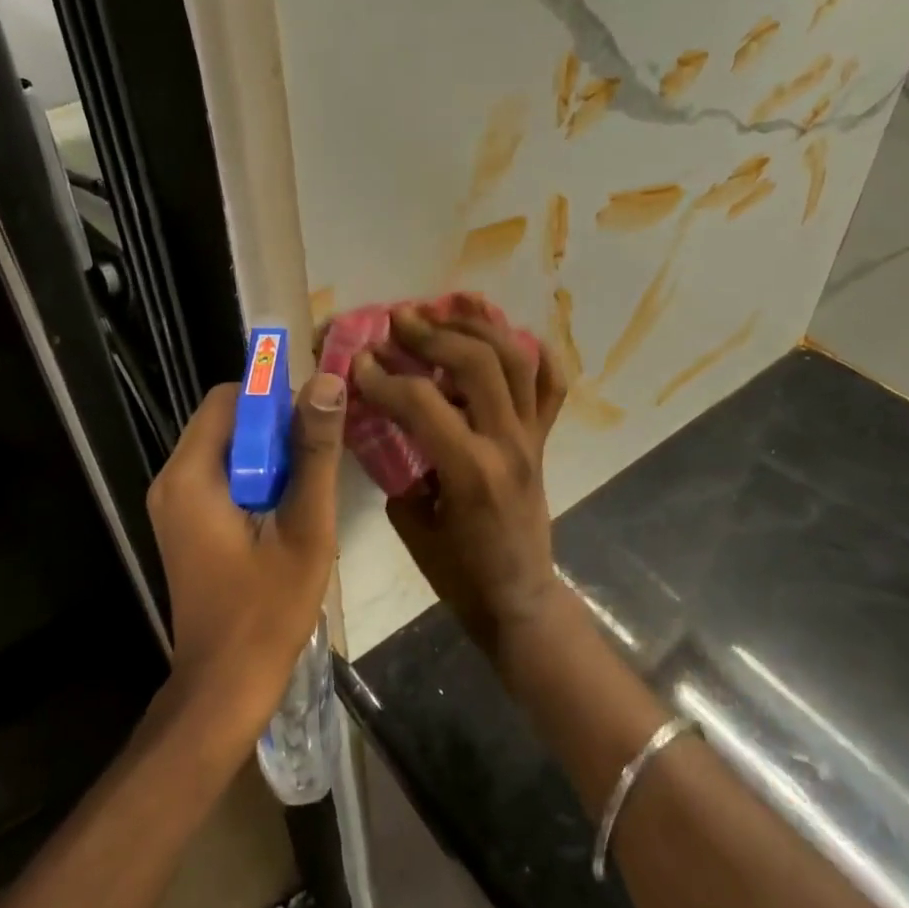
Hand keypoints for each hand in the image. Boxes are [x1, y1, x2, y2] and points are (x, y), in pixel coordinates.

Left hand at [146, 373, 347, 738]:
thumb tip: (327, 382)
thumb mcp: (305, 527)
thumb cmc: (267, 610)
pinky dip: (253, 475)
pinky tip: (283, 507)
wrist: (225, 685)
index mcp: (191, 476)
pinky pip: (219, 473)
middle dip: (274, 427)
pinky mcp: (183, 522)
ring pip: (225, 446)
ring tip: (305, 485)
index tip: (314, 425)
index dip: (275, 399)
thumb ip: (315, 452)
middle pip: (225, 419)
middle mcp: (171, 480)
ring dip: (267, 452)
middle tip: (316, 459)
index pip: (229, 398)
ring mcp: (173, 503)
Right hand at [353, 303, 565, 653]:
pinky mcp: (544, 439)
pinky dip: (533, 353)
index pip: (422, 403)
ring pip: (516, 360)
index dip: (384, 377)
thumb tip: (388, 422)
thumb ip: (400, 467)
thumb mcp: (412, 525)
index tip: (358, 361)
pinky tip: (506, 333)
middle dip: (432, 334)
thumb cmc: (459, 574)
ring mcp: (532, 436)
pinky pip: (550, 385)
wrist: (519, 599)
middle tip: (399, 319)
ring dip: (477, 327)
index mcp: (471, 470)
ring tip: (445, 308)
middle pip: (477, 363)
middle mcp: (508, 443)